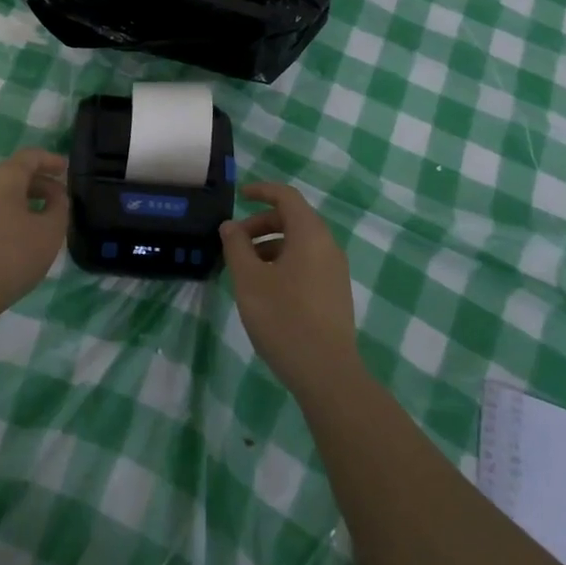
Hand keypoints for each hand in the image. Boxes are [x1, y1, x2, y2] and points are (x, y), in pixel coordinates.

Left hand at [0, 147, 69, 331]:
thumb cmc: (8, 259)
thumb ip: (59, 210)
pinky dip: (7, 216)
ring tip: (40, 222)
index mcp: (2, 179)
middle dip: (39, 184)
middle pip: (12, 174)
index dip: (50, 160)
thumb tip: (56, 198)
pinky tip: (16, 240)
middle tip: (59, 200)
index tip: (66, 170)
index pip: (29, 157)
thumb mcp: (48, 234)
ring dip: (23, 202)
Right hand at [220, 182, 359, 393]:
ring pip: (299, 243)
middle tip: (234, 242)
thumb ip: (237, 246)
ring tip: (244, 269)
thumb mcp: (249, 279)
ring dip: (270, 245)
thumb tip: (231, 226)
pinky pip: (307, 262)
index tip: (239, 197)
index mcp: (310, 234)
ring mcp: (335, 271)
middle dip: (261, 223)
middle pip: (293, 219)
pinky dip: (283, 262)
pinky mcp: (335, 292)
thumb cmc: (283, 318)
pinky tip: (265, 288)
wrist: (326, 373)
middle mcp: (328, 246)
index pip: (286, 197)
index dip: (262, 191)